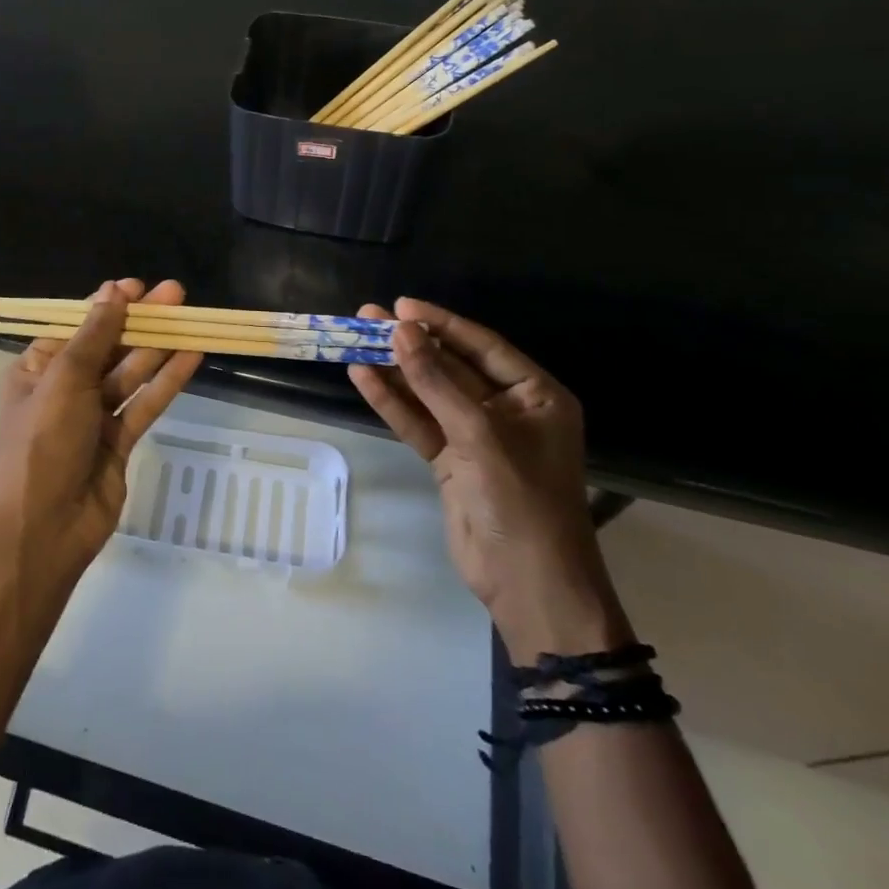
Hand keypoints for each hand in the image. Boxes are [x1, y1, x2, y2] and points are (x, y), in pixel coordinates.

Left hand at [0, 279, 202, 584]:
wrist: (44, 530)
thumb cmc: (43, 443)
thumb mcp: (64, 379)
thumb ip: (94, 335)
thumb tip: (113, 290)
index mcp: (38, 370)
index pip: (77, 328)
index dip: (107, 306)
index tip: (138, 287)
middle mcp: (64, 389)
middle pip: (108, 347)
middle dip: (140, 321)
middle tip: (176, 294)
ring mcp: (93, 417)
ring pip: (130, 373)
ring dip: (158, 346)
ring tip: (191, 317)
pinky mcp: (118, 442)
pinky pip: (144, 404)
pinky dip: (166, 381)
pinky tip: (191, 356)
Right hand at [348, 298, 631, 661]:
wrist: (527, 583)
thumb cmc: (521, 498)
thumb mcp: (479, 433)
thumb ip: (435, 381)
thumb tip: (400, 330)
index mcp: (535, 396)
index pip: (482, 346)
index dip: (441, 323)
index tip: (401, 305)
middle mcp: (507, 410)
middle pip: (450, 367)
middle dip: (410, 344)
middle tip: (367, 316)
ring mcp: (475, 437)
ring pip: (428, 394)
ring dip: (394, 369)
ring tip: (353, 339)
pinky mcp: (450, 461)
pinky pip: (418, 422)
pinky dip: (391, 402)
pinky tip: (362, 377)